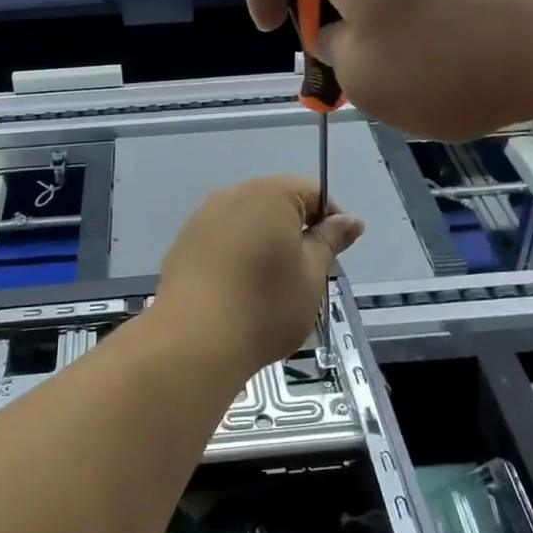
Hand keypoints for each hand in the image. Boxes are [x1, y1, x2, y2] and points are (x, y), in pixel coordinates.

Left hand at [155, 177, 362, 375]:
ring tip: (272, 285)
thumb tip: (350, 220)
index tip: (338, 252)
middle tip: (308, 272)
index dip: (331, 220)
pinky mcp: (182, 245)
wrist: (193, 340)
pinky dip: (237, 256)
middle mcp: (231, 196)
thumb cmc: (265, 306)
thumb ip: (329, 241)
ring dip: (265, 244)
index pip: (312, 192)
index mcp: (269, 195)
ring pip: (246, 222)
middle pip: (276, 203)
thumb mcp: (311, 275)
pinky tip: (239, 290)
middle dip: (296, 231)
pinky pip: (221, 240)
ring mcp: (201, 219)